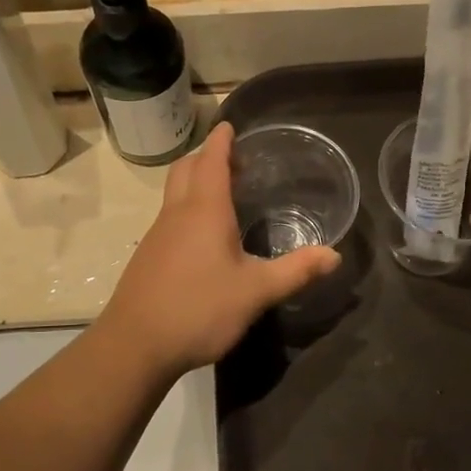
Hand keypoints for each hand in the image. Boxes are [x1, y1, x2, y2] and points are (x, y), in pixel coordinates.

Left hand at [99, 123, 339, 375]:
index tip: (230, 125)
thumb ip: (296, 271)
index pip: (212, 160)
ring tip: (223, 195)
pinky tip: (202, 238)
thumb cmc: (199, 309)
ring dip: (195, 182)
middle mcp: (177, 213)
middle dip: (207, 157)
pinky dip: (186, 208)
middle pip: (186, 169)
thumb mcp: (256, 292)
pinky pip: (169, 217)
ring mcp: (158, 235)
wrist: (135, 345)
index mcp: (205, 210)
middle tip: (234, 162)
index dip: (222, 141)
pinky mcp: (148, 257)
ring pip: (174, 193)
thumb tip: (335, 255)